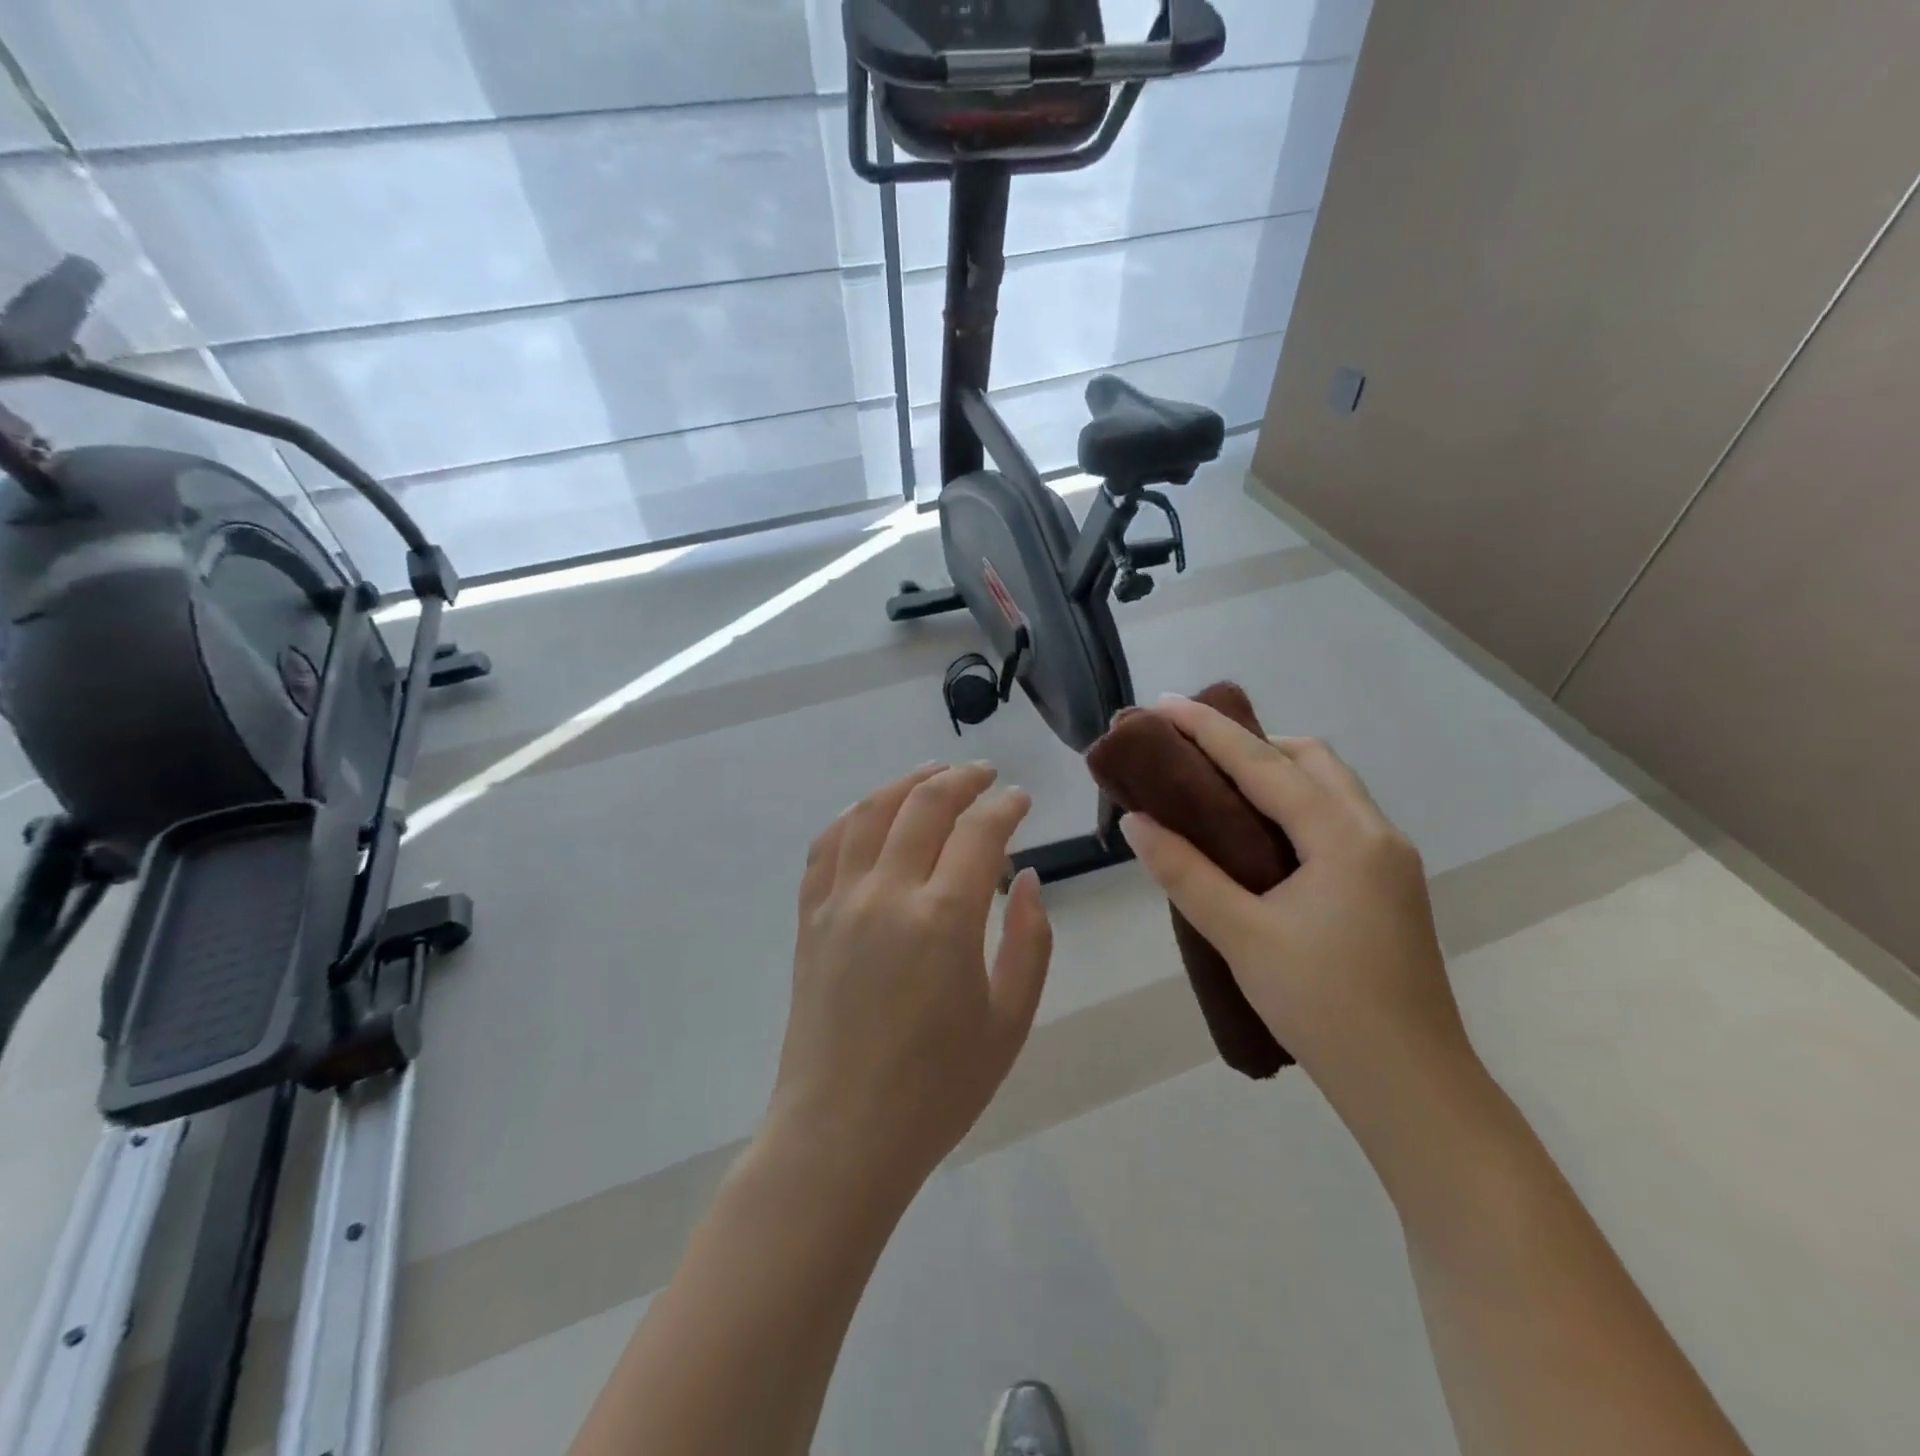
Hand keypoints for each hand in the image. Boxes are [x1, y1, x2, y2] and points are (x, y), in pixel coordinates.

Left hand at [767, 762, 1053, 1201]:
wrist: (841, 1135)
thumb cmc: (937, 1089)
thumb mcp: (1009, 1022)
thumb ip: (1029, 941)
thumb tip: (1028, 880)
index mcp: (943, 919)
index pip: (979, 831)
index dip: (1006, 806)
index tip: (1021, 800)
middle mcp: (886, 893)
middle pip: (923, 804)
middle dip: (961, 779)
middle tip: (985, 775)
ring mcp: (839, 902)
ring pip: (870, 812)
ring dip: (905, 783)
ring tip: (932, 774)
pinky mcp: (810, 919)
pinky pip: (826, 847)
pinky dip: (853, 817)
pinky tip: (870, 814)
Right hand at [1119, 698, 1476, 1131]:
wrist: (1412, 1087)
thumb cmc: (1323, 1007)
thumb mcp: (1241, 936)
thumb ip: (1185, 873)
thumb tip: (1136, 821)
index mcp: (1344, 836)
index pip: (1264, 763)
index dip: (1208, 729)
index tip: (1161, 704)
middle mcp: (1375, 832)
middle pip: (1309, 758)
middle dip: (1248, 741)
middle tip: (1190, 750)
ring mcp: (1389, 859)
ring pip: (1328, 785)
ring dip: (1274, 770)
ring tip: (1216, 785)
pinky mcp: (1388, 884)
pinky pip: (1335, 816)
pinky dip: (1292, 802)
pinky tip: (1257, 831)